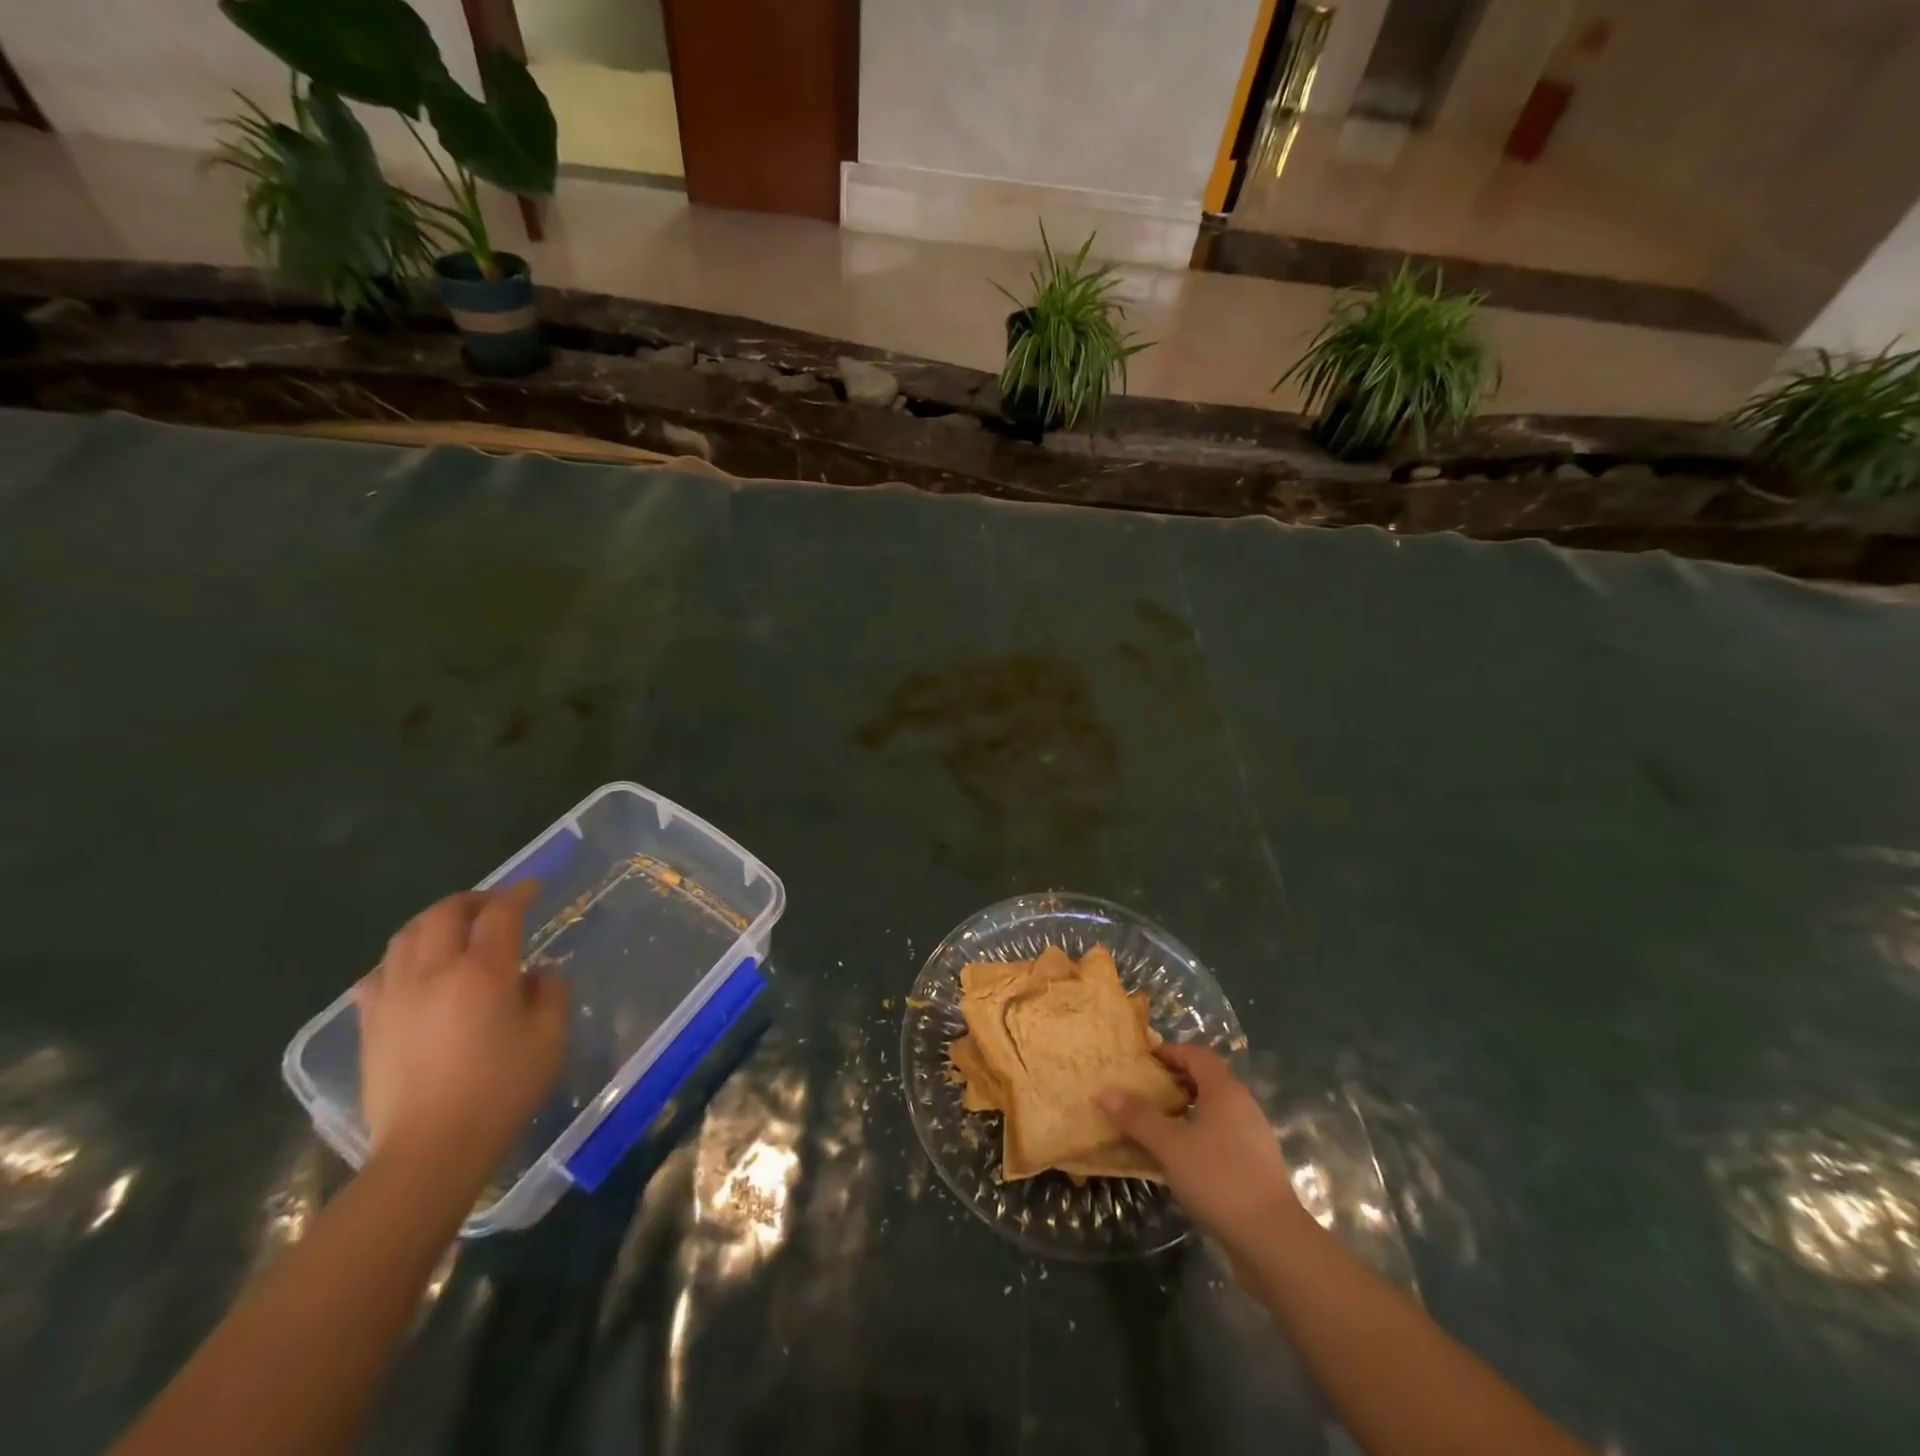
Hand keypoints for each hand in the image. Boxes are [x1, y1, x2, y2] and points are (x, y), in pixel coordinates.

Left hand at [355, 885, 566, 1183]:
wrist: (429, 1151)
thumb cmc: (500, 1092)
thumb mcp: (548, 1040)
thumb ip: (549, 994)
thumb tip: (538, 973)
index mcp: (482, 973)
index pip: (500, 914)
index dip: (518, 894)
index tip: (533, 888)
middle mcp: (433, 973)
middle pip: (445, 913)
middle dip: (473, 900)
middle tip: (496, 905)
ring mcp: (394, 997)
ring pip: (406, 936)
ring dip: (435, 921)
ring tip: (455, 929)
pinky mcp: (370, 1023)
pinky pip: (379, 973)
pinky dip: (401, 957)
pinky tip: (415, 970)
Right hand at [1100, 1043, 1302, 1250]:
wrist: (1273, 1241)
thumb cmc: (1219, 1178)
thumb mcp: (1170, 1146)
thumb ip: (1138, 1117)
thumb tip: (1104, 1090)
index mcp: (1225, 1090)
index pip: (1197, 1054)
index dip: (1170, 1052)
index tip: (1142, 1060)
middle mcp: (1242, 1106)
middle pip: (1206, 1080)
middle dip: (1174, 1081)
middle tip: (1142, 1090)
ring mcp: (1252, 1137)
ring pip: (1213, 1111)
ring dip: (1185, 1111)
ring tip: (1154, 1124)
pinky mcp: (1254, 1167)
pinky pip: (1220, 1137)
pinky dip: (1197, 1136)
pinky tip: (1178, 1159)